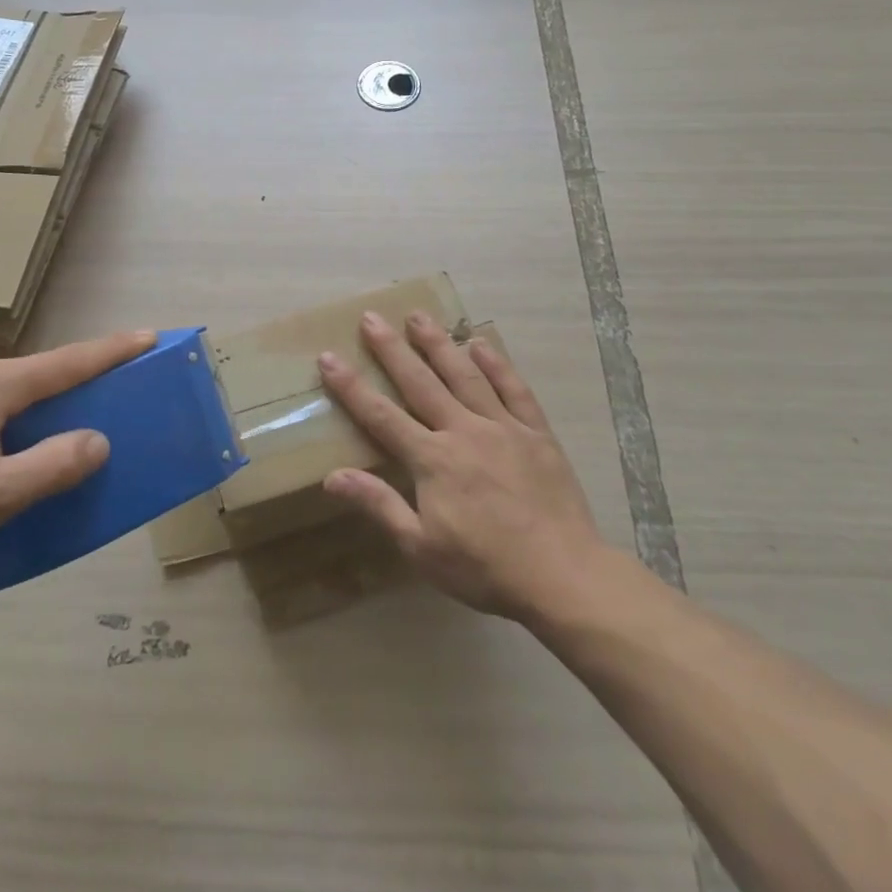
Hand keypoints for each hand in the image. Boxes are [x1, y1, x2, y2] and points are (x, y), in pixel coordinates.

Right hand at [318, 310, 610, 620]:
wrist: (563, 575)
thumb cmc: (484, 567)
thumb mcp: (421, 547)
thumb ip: (379, 505)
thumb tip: (331, 476)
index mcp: (432, 459)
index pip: (381, 415)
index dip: (351, 386)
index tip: (328, 357)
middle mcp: (463, 431)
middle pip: (420, 382)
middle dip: (391, 349)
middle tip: (371, 317)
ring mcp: (502, 427)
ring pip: (464, 375)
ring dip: (439, 343)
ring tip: (418, 315)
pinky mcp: (536, 433)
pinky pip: (514, 390)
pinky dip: (497, 364)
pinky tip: (482, 343)